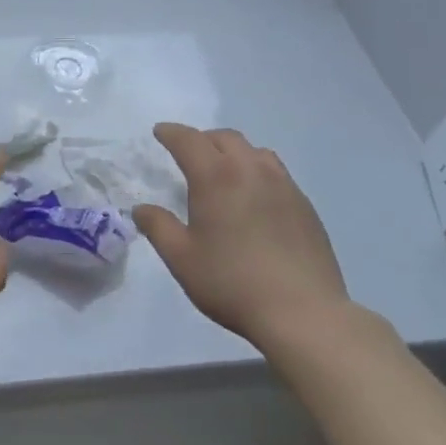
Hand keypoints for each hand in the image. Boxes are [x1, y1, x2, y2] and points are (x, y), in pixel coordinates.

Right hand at [135, 123, 349, 348]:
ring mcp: (283, 185)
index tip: (160, 132)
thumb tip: (141, 208)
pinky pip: (277, 173)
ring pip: (255, 151)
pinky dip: (258, 172)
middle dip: (203, 140)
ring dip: (234, 152)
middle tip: (190, 155)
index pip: (189, 140)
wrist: (302, 312)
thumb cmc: (232, 283)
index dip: (171, 133)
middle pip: (225, 138)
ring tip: (225, 171)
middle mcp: (251, 170)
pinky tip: (256, 198)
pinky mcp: (305, 205)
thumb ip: (158, 227)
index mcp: (216, 177)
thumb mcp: (182, 258)